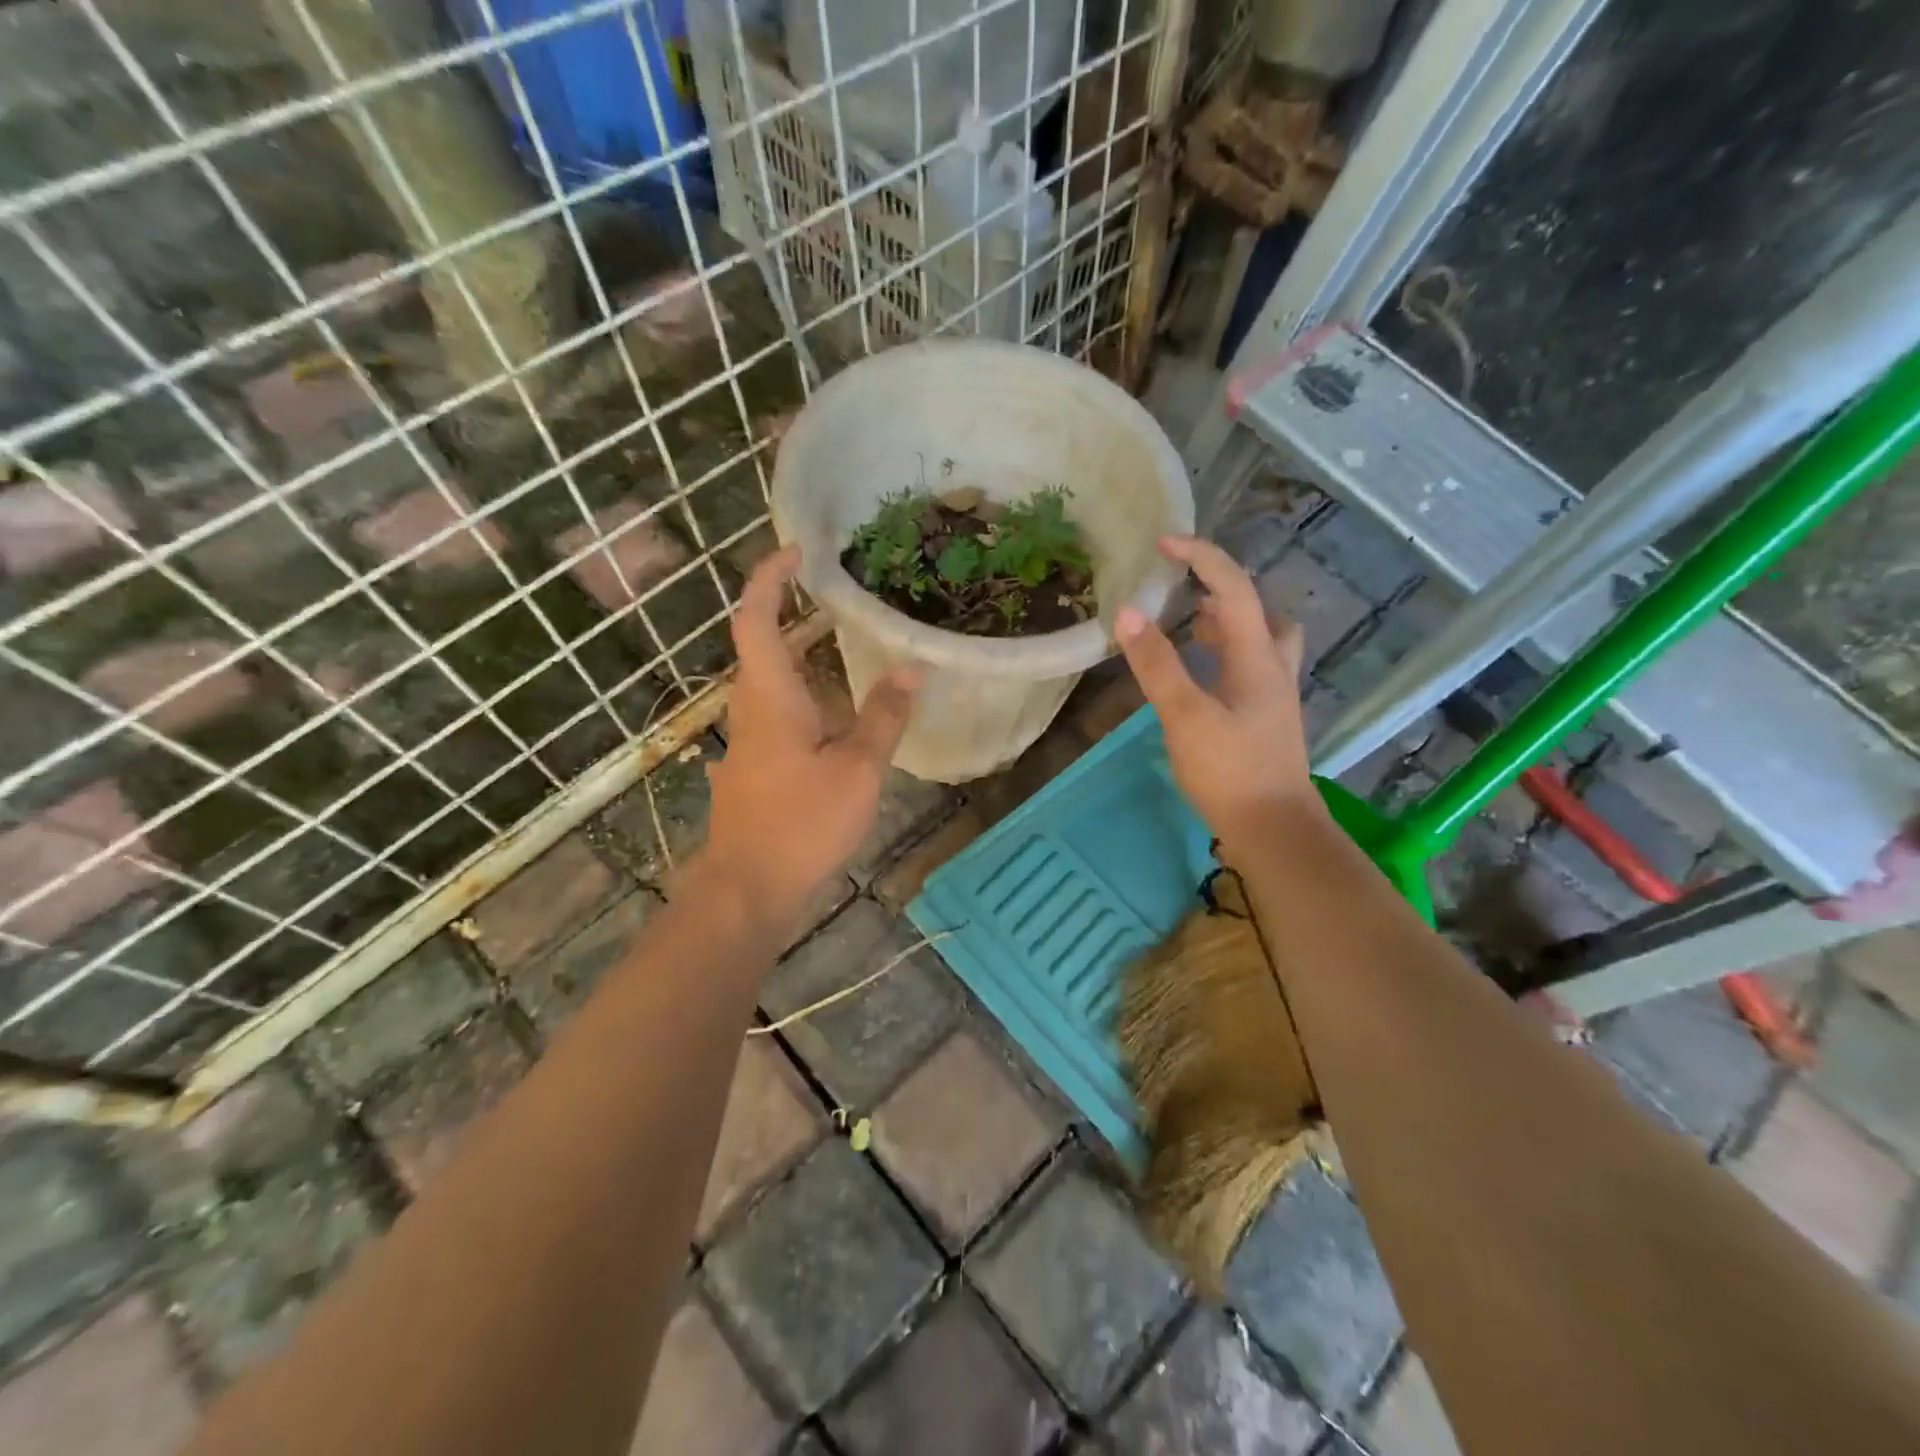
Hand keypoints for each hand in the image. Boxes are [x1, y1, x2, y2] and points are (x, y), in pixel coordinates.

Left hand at [702, 545, 920, 925]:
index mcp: (770, 696)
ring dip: (803, 656)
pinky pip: (779, 713)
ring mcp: (749, 740)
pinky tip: (839, 714)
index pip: (755, 618)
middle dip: (791, 611)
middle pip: (761, 645)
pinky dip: (806, 694)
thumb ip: (885, 716)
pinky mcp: (755, 766)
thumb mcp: (858, 769)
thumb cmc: (801, 824)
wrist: (748, 890)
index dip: (769, 578)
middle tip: (839, 596)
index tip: (797, 551)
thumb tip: (913, 668)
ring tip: (849, 646)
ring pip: (772, 682)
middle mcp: (750, 709)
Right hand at [1115, 535, 1318, 847]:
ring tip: (1186, 625)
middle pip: (1259, 611)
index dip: (1202, 558)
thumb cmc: (1230, 771)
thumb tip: (1128, 612)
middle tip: (1182, 591)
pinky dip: (1222, 657)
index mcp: (1257, 658)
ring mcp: (1271, 696)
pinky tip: (1198, 675)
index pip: (1234, 589)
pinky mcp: (1263, 720)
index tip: (1164, 544)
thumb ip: (1157, 665)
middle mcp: (1272, 668)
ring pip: (1257, 642)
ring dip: (1226, 624)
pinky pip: (1246, 669)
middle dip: (1222, 591)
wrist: (1274, 829)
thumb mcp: (1186, 716)